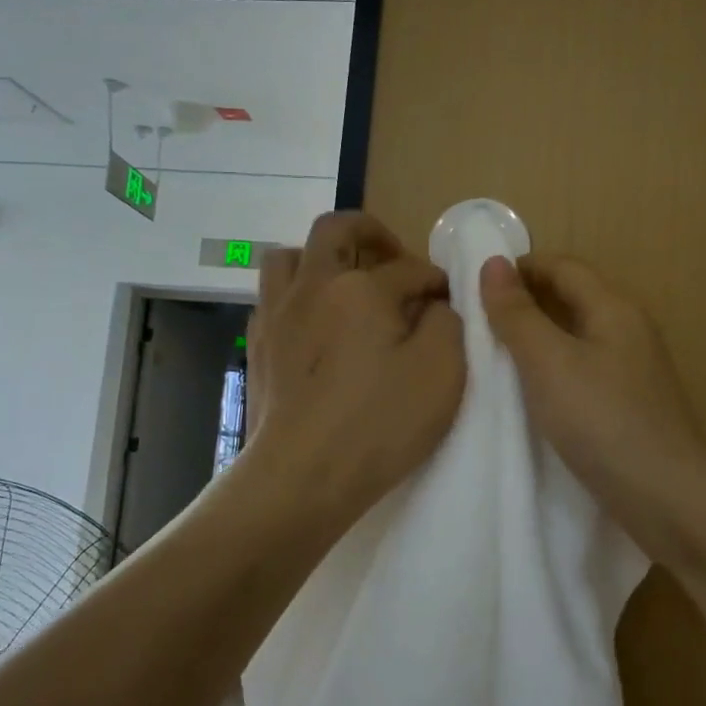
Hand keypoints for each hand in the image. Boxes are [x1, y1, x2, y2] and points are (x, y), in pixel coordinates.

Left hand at [241, 212, 465, 537]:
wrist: (302, 476)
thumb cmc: (378, 424)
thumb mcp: (441, 372)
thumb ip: (447, 322)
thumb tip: (434, 304)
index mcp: (360, 287)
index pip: (408, 268)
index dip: (435, 281)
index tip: (448, 301)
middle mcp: (313, 286)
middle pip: (336, 230)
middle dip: (371, 233)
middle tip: (394, 258)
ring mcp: (277, 313)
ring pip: (290, 255)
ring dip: (322, 257)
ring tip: (345, 283)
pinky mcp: (257, 344)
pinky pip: (272, 296)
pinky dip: (297, 295)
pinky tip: (314, 323)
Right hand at [480, 253, 705, 553]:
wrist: (669, 499)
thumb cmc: (603, 421)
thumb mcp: (549, 363)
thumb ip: (518, 315)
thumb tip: (493, 264)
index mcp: (614, 308)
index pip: (563, 266)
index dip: (520, 267)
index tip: (474, 284)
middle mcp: (628, 331)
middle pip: (572, 297)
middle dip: (525, 301)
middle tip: (476, 319)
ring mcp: (632, 371)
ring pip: (576, 336)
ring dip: (536, 337)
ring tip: (493, 354)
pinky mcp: (628, 406)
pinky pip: (582, 370)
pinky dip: (551, 369)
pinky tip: (530, 393)